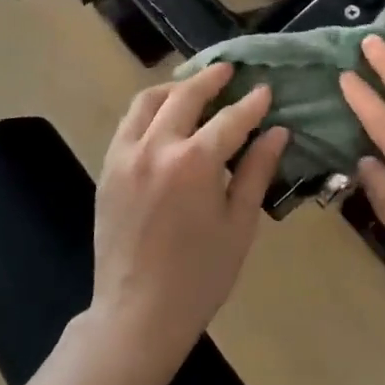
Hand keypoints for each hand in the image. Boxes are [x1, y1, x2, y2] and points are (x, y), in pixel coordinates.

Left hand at [89, 63, 289, 372]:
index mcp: (195, 162)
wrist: (138, 313)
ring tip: (194, 85)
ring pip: (148, 101)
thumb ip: (256, 171)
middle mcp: (157, 147)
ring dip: (175, 86)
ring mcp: (126, 155)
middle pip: (186, 95)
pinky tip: (164, 115)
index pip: (230, 118)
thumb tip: (277, 132)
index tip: (266, 89)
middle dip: (211, 78)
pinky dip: (149, 109)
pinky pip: (128, 123)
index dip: (252, 103)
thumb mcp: (239, 224)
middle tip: (229, 70)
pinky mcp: (108, 168)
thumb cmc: (200, 275)